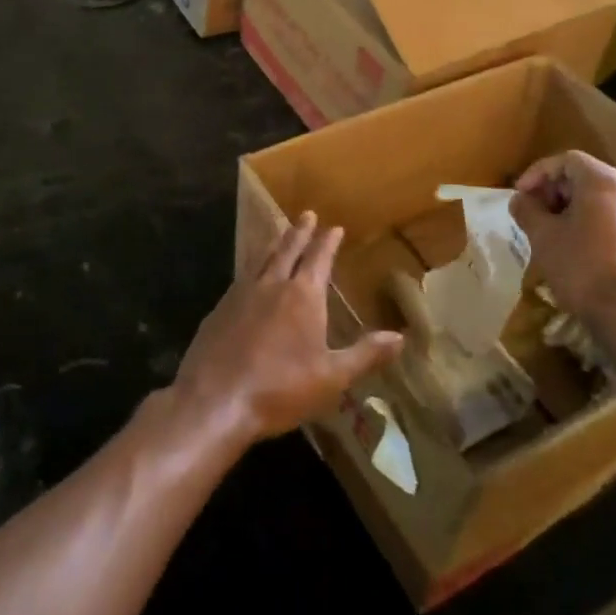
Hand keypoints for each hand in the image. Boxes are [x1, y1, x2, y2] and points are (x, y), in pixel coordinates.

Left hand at [176, 212, 403, 449]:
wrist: (215, 400)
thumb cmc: (280, 389)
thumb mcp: (332, 377)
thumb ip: (365, 354)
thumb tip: (400, 337)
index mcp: (302, 296)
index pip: (318, 259)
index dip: (327, 242)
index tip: (334, 227)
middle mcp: (271, 285)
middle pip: (287, 250)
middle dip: (300, 232)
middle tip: (306, 214)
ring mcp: (241, 294)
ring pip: (261, 259)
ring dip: (274, 244)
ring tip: (280, 233)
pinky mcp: (219, 310)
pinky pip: (240, 278)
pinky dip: (251, 267)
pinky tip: (249, 276)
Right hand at [511, 152, 615, 341]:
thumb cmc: (581, 267)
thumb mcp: (542, 236)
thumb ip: (527, 210)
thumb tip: (520, 200)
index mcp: (604, 181)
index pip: (566, 160)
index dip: (537, 173)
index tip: (520, 194)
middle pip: (584, 176)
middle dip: (553, 190)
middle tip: (532, 212)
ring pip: (599, 199)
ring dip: (569, 208)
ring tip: (548, 231)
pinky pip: (612, 219)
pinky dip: (589, 223)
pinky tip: (573, 248)